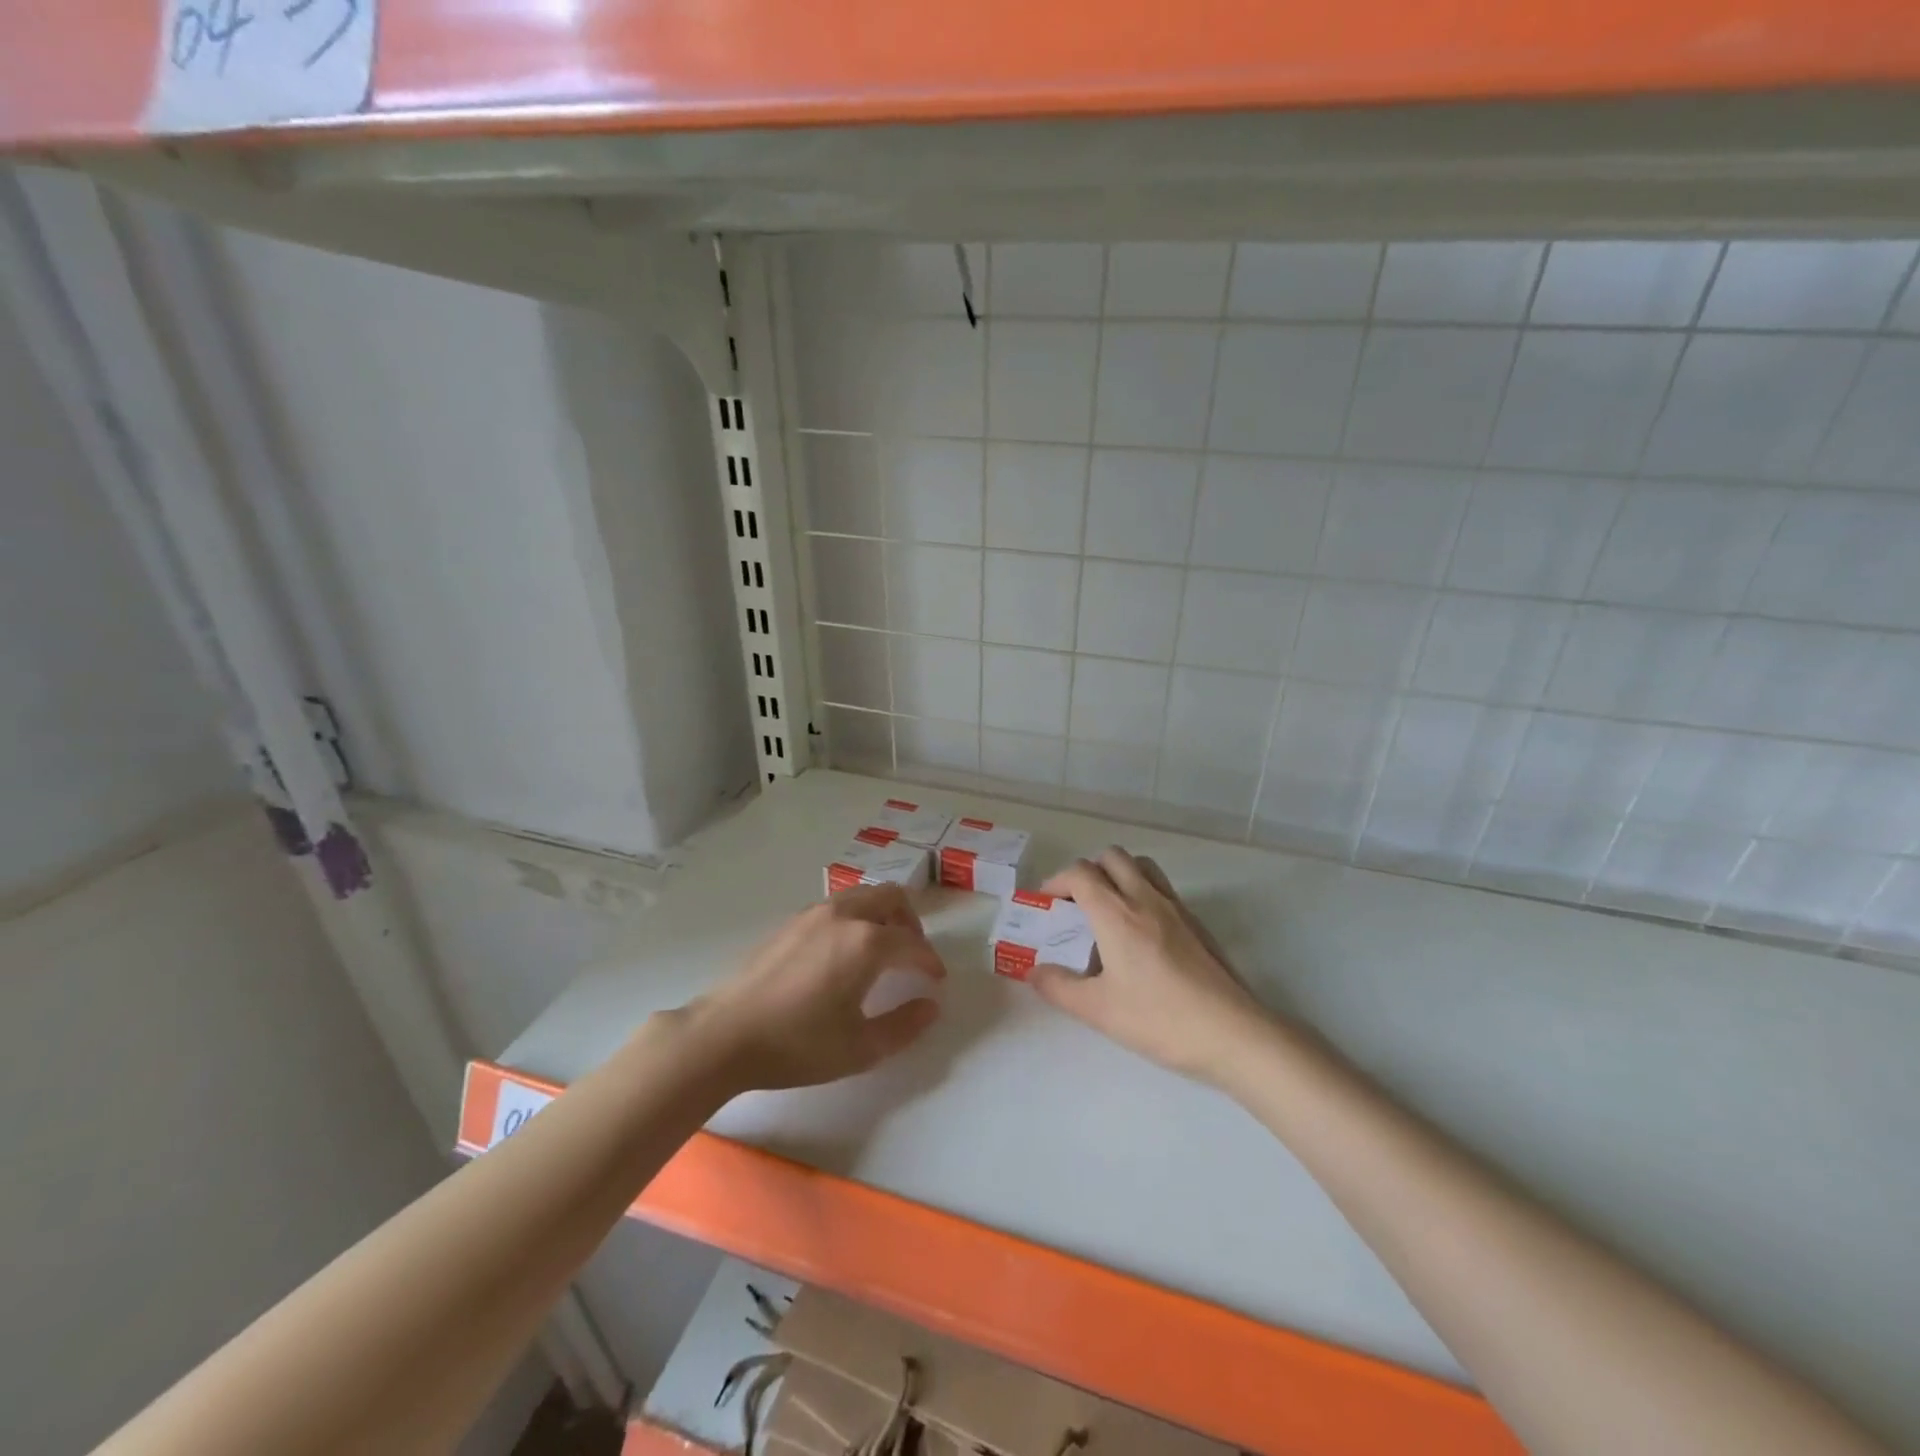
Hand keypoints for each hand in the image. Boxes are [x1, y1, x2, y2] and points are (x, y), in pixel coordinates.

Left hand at [685, 883, 945, 1091]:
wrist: (725, 1036)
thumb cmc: (798, 1045)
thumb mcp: (861, 1048)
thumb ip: (904, 1026)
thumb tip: (930, 1006)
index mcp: (866, 942)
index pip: (913, 943)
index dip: (930, 962)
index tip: (935, 981)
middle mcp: (843, 916)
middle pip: (891, 897)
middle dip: (910, 922)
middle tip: (912, 955)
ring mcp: (813, 914)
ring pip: (862, 896)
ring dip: (881, 915)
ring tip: (881, 951)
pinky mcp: (790, 922)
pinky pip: (836, 906)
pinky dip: (854, 918)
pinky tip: (842, 954)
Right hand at [1031, 848, 1269, 1084]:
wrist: (1233, 1033)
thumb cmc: (1160, 1019)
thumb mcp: (1098, 1010)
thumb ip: (1059, 987)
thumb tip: (1034, 972)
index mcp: (1116, 914)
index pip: (1080, 873)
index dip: (1056, 882)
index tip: (1046, 906)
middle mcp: (1145, 899)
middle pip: (1111, 857)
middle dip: (1086, 872)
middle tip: (1075, 905)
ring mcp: (1175, 908)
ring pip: (1141, 866)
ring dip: (1117, 874)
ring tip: (1107, 910)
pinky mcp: (1196, 923)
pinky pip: (1161, 888)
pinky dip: (1141, 892)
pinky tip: (1140, 934)